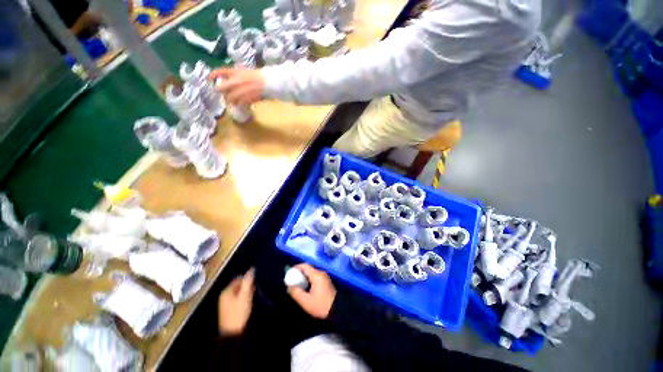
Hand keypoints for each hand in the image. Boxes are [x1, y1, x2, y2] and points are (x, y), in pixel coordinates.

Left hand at [209, 68, 265, 105]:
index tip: (209, 79)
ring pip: (229, 98)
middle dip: (221, 92)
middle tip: (224, 95)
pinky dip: (239, 105)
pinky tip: (240, 106)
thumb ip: (239, 76)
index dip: (212, 75)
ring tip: (232, 103)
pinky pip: (238, 103)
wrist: (269, 82)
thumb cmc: (262, 77)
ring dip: (230, 101)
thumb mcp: (248, 72)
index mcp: (235, 72)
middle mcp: (235, 81)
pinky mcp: (245, 98)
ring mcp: (240, 90)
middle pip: (221, 88)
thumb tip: (233, 80)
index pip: (220, 72)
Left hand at [218, 268, 254, 335]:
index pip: (238, 278)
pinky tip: (247, 304)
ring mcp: (225, 303)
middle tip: (253, 291)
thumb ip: (248, 282)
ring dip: (245, 293)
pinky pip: (237, 299)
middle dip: (247, 287)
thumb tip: (252, 269)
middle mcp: (224, 296)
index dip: (247, 280)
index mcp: (226, 291)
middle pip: (238, 285)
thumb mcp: (245, 295)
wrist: (233, 333)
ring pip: (238, 293)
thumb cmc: (239, 312)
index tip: (254, 284)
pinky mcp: (228, 310)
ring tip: (252, 298)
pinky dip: (243, 299)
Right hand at [287, 264, 336, 318]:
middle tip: (292, 280)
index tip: (289, 274)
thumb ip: (296, 292)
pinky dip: (308, 279)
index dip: (296, 268)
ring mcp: (324, 276)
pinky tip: (305, 287)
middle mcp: (321, 273)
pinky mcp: (326, 281)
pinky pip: (315, 276)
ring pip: (311, 272)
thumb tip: (289, 286)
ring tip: (297, 284)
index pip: (305, 266)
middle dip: (299, 273)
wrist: (337, 310)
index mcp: (316, 275)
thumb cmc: (321, 305)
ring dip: (304, 276)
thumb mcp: (306, 301)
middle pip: (308, 268)